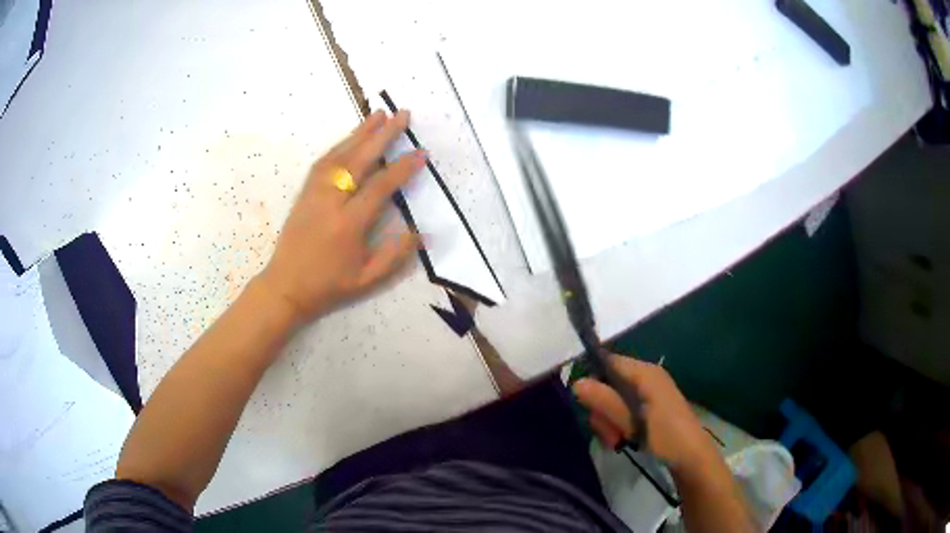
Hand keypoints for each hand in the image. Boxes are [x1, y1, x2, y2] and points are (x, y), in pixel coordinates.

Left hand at [257, 110, 424, 322]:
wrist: (285, 286)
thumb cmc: (328, 286)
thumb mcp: (367, 279)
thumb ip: (395, 255)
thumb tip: (423, 233)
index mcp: (349, 223)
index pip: (380, 187)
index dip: (402, 168)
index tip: (421, 152)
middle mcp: (331, 201)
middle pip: (359, 159)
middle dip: (383, 135)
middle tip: (402, 114)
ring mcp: (314, 193)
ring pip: (339, 155)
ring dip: (360, 132)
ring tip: (379, 114)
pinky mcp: (304, 192)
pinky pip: (323, 162)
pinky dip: (340, 145)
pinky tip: (351, 137)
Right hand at [573, 355, 718, 472]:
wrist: (692, 458)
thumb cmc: (666, 437)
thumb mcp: (633, 423)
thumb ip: (606, 402)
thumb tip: (576, 382)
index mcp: (645, 373)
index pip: (609, 361)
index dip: (592, 378)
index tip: (583, 403)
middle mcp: (646, 378)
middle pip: (608, 384)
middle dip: (602, 410)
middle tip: (608, 432)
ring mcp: (648, 393)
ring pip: (613, 401)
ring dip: (609, 422)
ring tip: (616, 441)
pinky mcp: (649, 408)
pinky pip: (624, 410)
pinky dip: (618, 425)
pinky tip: (622, 441)